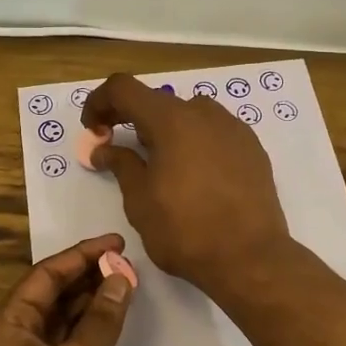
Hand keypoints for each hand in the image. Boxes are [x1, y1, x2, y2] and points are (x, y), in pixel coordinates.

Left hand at [0, 234, 135, 345]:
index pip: (46, 274)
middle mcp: (11, 340)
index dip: (82, 254)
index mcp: (7, 325)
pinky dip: (89, 330)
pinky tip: (113, 323)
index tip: (117, 243)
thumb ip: (101, 318)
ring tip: (126, 284)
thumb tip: (120, 278)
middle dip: (88, 276)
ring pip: (60, 320)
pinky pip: (66, 345)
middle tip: (127, 263)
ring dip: (90, 302)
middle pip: (51, 294)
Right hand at [81, 74, 293, 295]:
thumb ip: (121, 165)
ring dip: (166, 131)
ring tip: (161, 166)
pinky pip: (214, 133)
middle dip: (132, 120)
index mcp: (171, 120)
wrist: (251, 258)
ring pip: (189, 116)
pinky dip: (195, 143)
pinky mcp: (252, 148)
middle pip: (158, 101)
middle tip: (121, 152)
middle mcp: (204, 113)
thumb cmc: (185, 230)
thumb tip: (103, 149)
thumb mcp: (139, 200)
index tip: (93, 130)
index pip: (123, 88)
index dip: (99, 102)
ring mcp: (233, 128)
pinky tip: (195, 176)